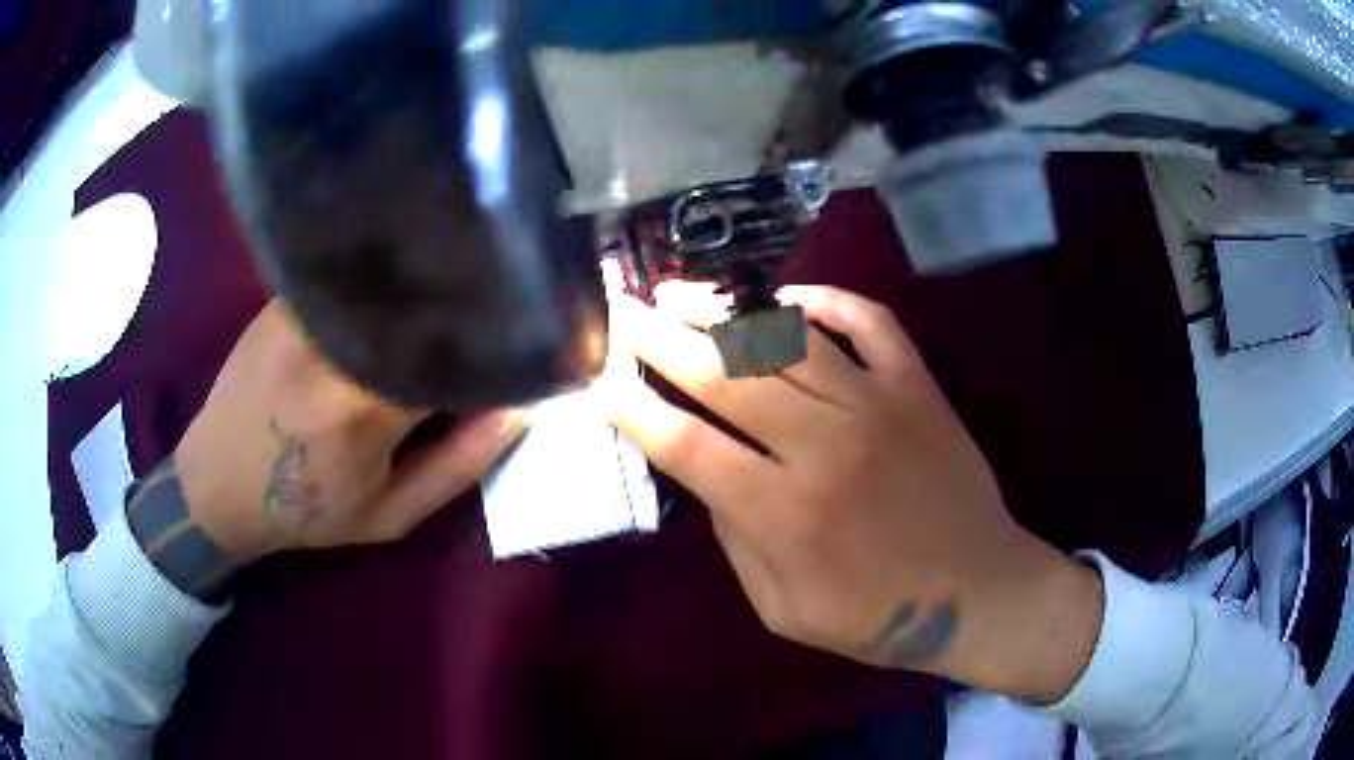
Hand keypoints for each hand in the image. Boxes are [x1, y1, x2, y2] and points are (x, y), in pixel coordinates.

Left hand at [173, 301, 525, 564]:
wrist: (218, 484)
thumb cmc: (306, 510)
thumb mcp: (389, 515)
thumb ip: (458, 467)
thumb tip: (517, 409)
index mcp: (365, 405)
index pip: (457, 352)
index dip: (501, 346)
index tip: (531, 347)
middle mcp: (334, 342)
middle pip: (425, 304)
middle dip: (470, 309)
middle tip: (500, 313)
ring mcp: (304, 308)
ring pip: (389, 282)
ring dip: (427, 291)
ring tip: (454, 297)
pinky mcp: (285, 296)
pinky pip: (351, 279)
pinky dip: (384, 285)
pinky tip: (396, 294)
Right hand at [600, 282, 1102, 703]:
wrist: (977, 593)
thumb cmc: (876, 616)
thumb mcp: (783, 607)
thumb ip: (736, 537)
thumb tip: (705, 470)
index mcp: (784, 513)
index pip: (684, 444)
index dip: (633, 407)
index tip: (600, 379)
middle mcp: (824, 445)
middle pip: (724, 374)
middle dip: (658, 338)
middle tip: (620, 310)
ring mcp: (877, 404)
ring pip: (786, 337)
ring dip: (724, 311)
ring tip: (679, 293)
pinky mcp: (917, 386)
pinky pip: (869, 321)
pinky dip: (826, 299)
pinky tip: (787, 297)